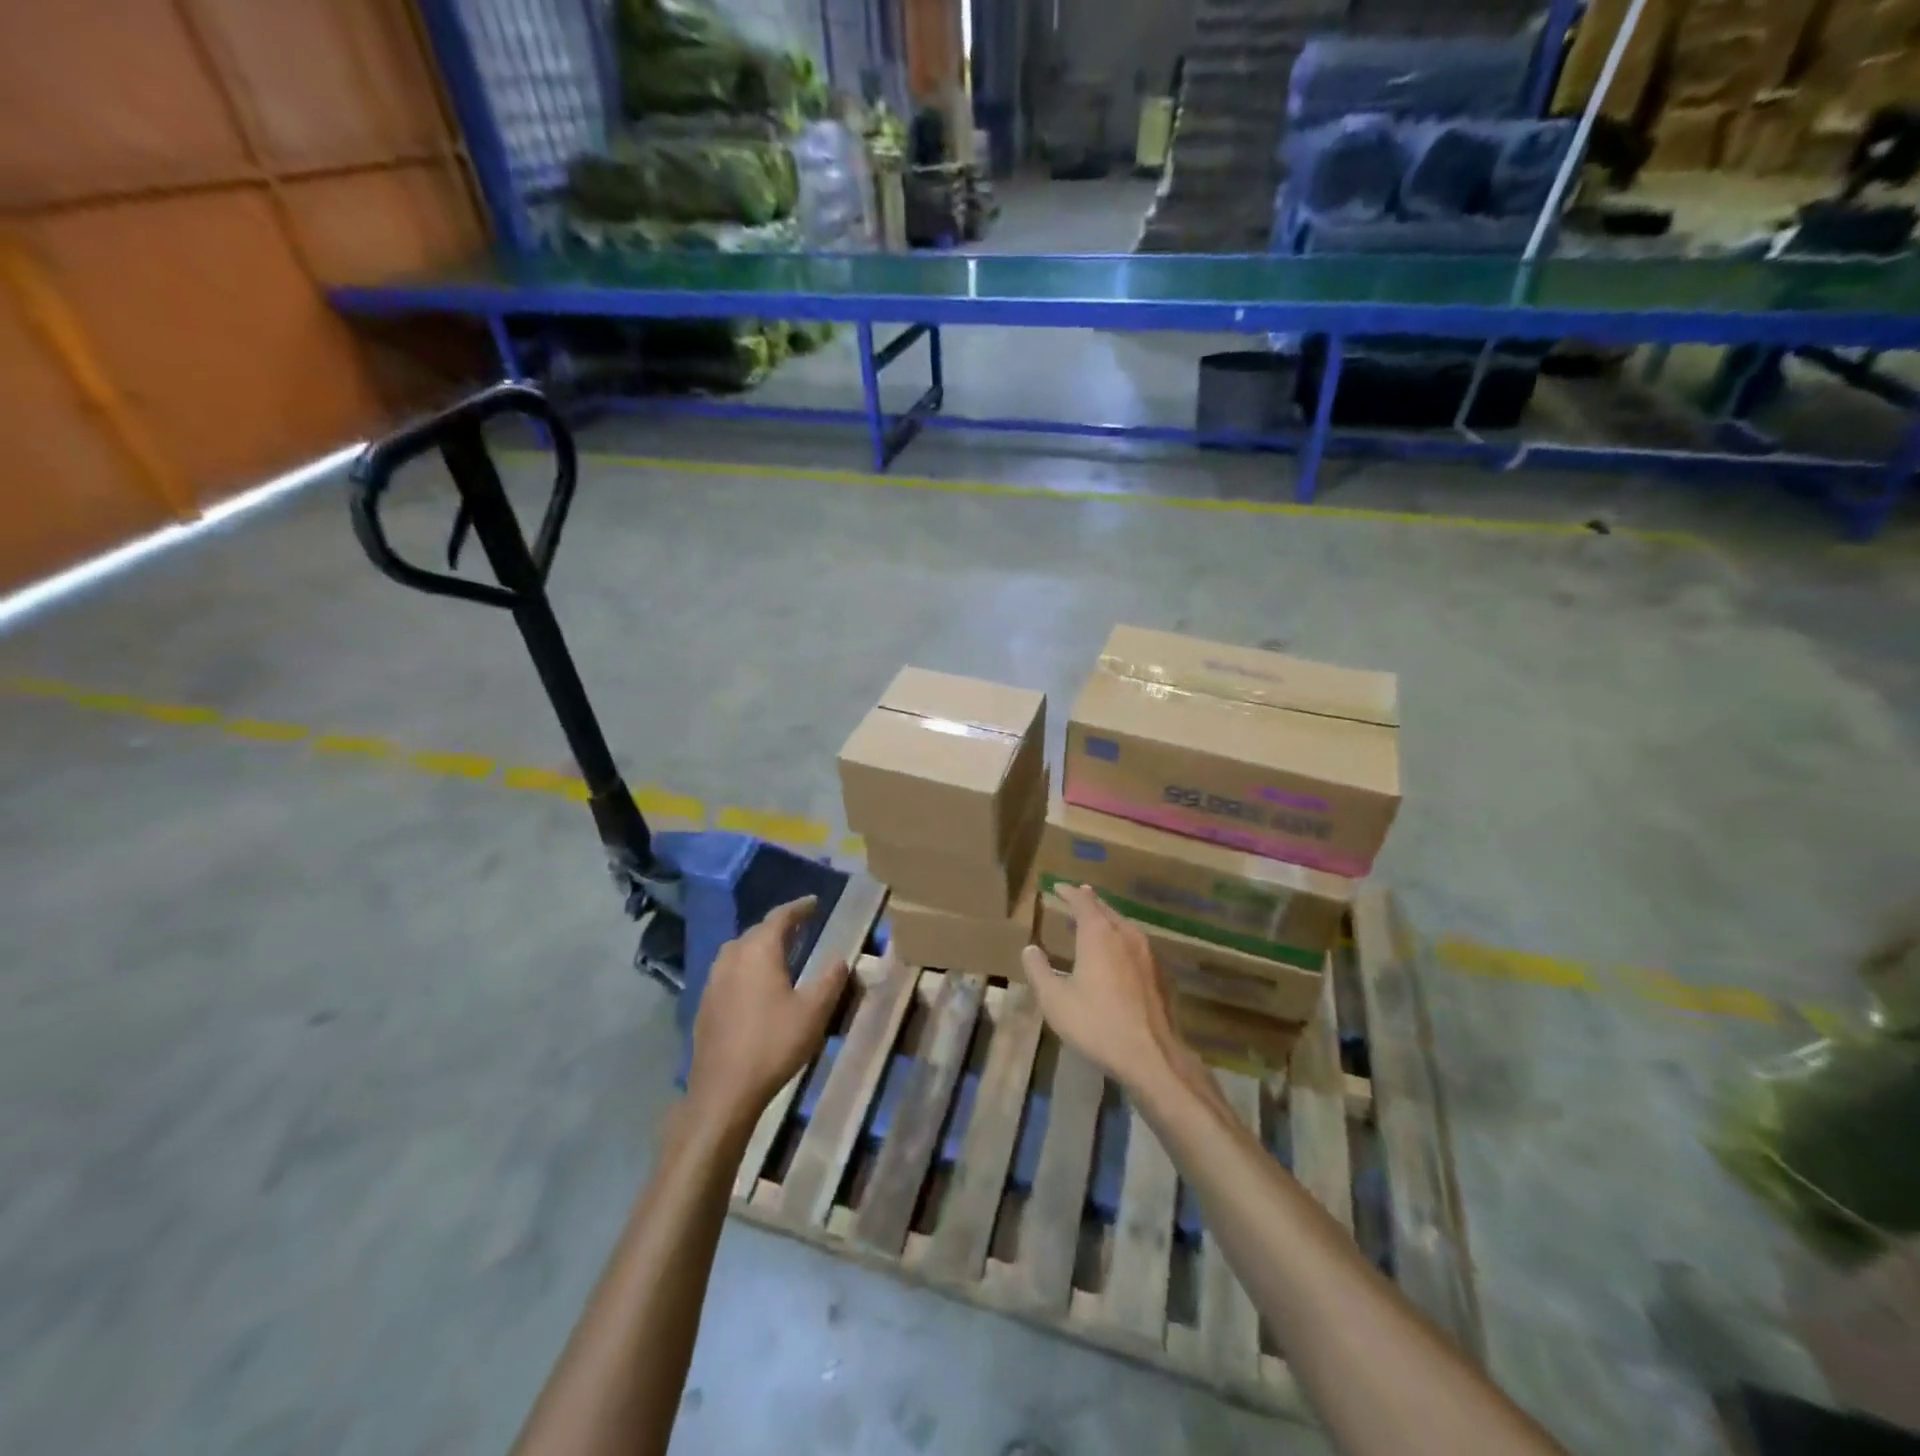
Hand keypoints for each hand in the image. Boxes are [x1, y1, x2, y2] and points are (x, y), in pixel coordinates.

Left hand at [687, 896, 848, 1132]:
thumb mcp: (814, 1011)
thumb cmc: (773, 1044)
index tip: (814, 903)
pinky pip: (729, 970)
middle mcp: (732, 957)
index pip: (780, 917)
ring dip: (759, 945)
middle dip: (779, 926)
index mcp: (759, 951)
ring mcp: (713, 980)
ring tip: (779, 951)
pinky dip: (746, 966)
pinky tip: (756, 983)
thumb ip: (830, 979)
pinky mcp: (705, 1003)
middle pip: (757, 931)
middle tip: (801, 926)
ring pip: (739, 950)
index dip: (799, 908)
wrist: (723, 1090)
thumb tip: (840, 958)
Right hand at [1021, 884, 1186, 1089]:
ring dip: (1106, 921)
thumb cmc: (1097, 1023)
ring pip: (1123, 926)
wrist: (1151, 1055)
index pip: (1083, 902)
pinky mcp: (1160, 974)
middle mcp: (1126, 935)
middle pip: (1106, 910)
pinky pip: (1136, 945)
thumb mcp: (1055, 1000)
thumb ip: (1039, 971)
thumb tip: (1030, 949)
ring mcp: (1148, 954)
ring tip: (1093, 924)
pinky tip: (1117, 956)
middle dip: (1089, 902)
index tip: (1057, 887)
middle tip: (1076, 898)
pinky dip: (1120, 940)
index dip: (1069, 893)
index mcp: (1099, 934)